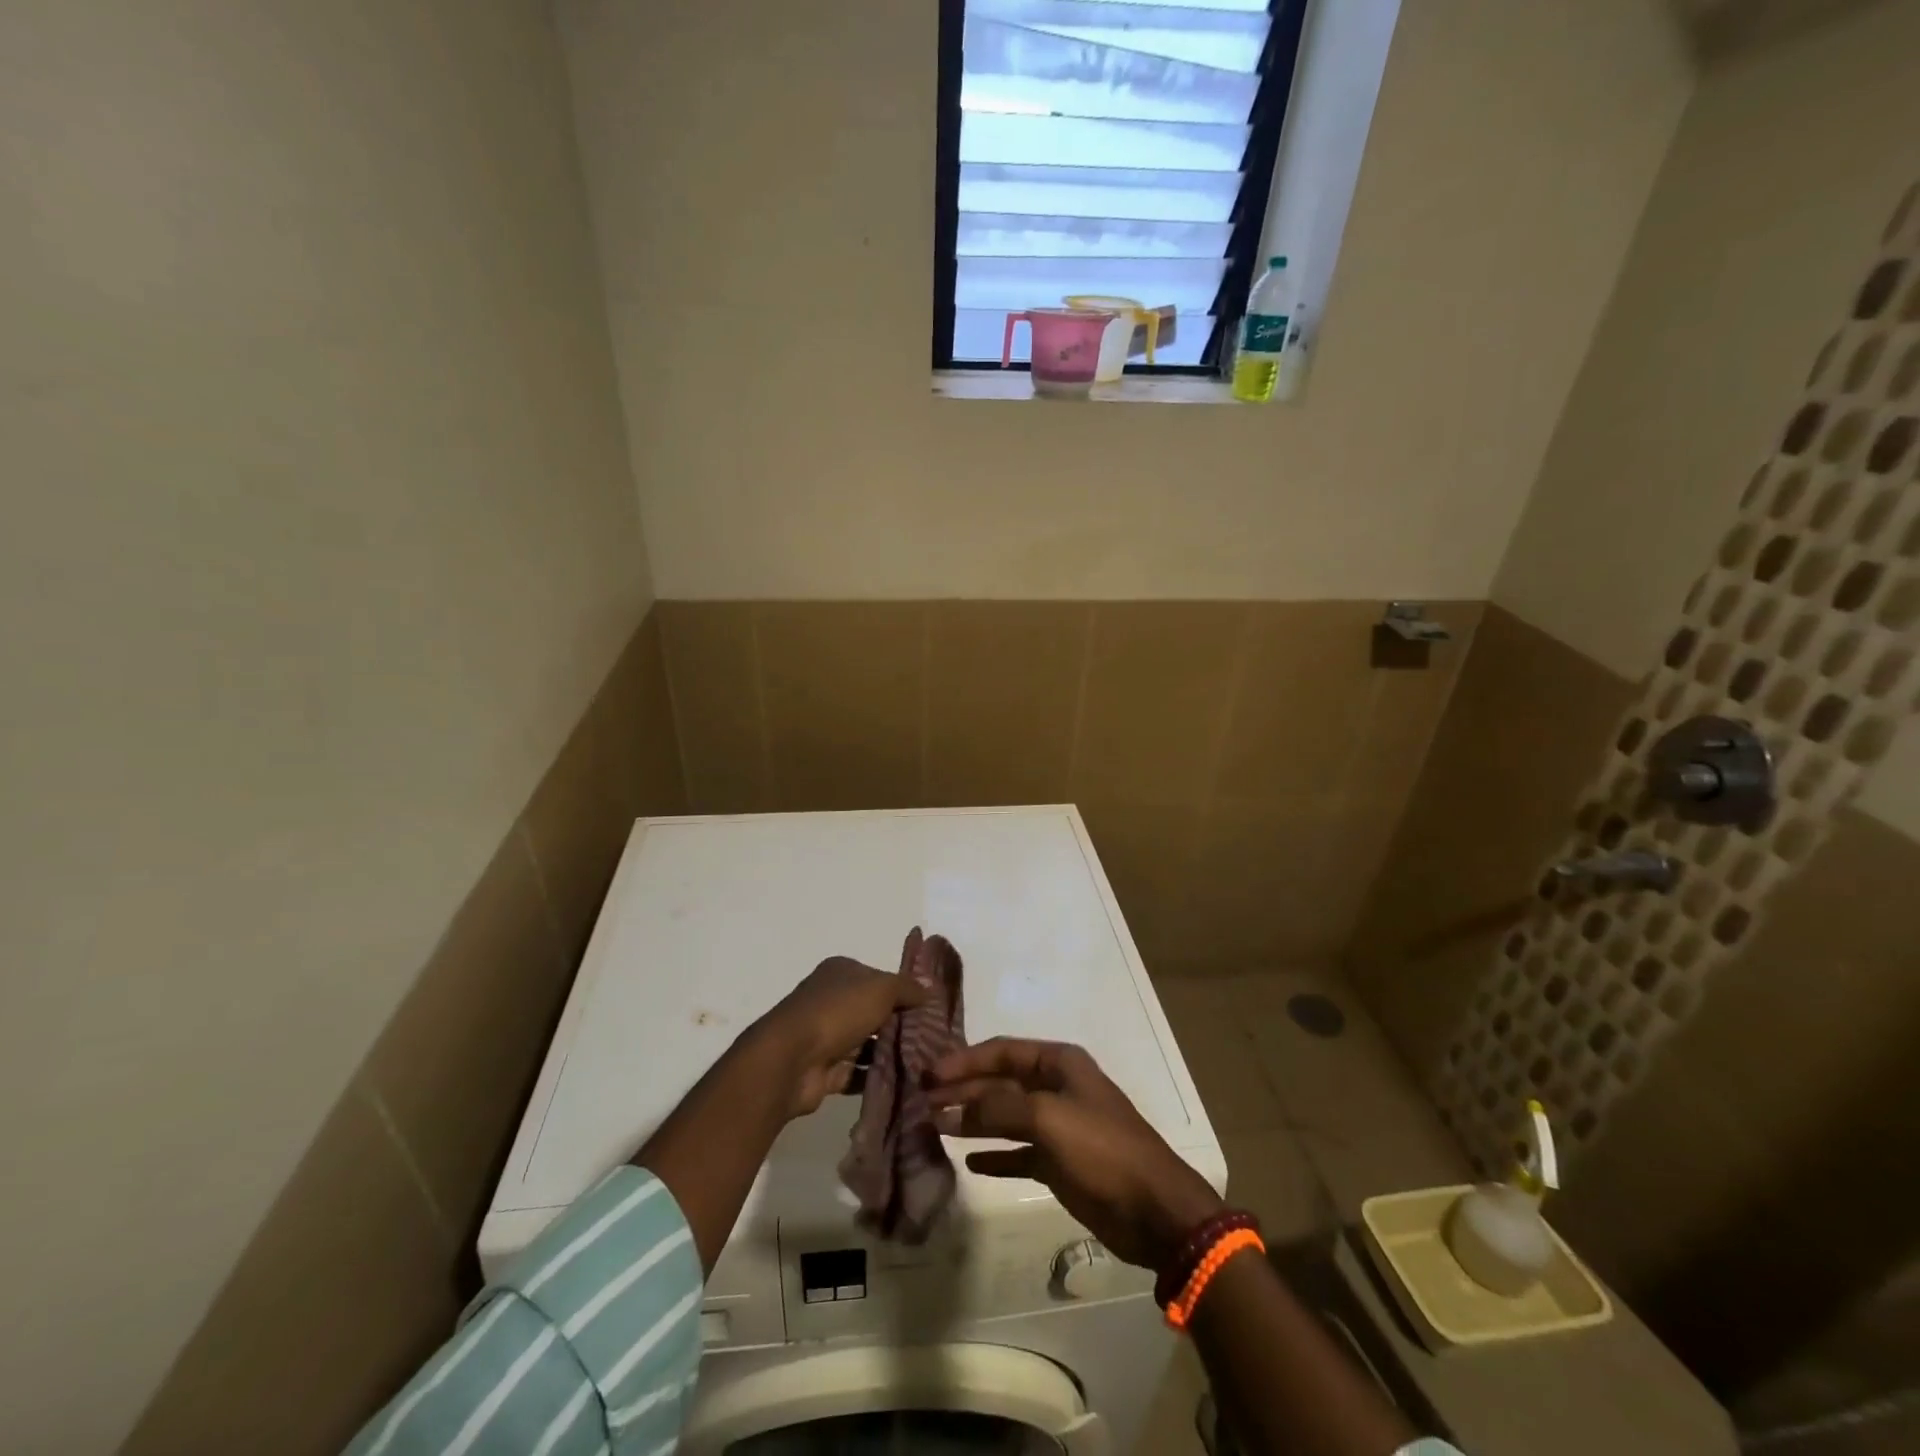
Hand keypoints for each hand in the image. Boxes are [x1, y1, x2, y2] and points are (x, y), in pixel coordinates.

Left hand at [753, 956, 927, 1117]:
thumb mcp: (881, 988)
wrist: (792, 1060)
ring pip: (867, 1043)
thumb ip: (907, 988)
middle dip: (900, 1025)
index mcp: (841, 972)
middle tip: (932, 1040)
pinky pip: (858, 1072)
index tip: (930, 1009)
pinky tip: (905, 1082)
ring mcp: (827, 1036)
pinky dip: (877, 1076)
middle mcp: (832, 1000)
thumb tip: (929, 989)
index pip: (879, 978)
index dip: (903, 991)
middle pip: (874, 1012)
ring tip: (925, 1064)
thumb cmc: (837, 1012)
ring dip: (891, 1053)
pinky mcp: (826, 1070)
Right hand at [929, 1037, 1224, 1270]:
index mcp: (1059, 1063)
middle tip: (924, 1101)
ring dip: (973, 1120)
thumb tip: (956, 1104)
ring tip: (935, 1126)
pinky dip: (995, 1154)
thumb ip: (1000, 1106)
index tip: (929, 1073)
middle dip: (964, 1090)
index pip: (1001, 1051)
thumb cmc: (1103, 1150)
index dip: (964, 1060)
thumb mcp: (1049, 1118)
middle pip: (1000, 1082)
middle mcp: (1056, 1088)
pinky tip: (969, 1160)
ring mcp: (1058, 1126)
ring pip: (1005, 1116)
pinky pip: (1018, 1152)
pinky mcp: (1059, 1162)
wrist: (1155, 1210)